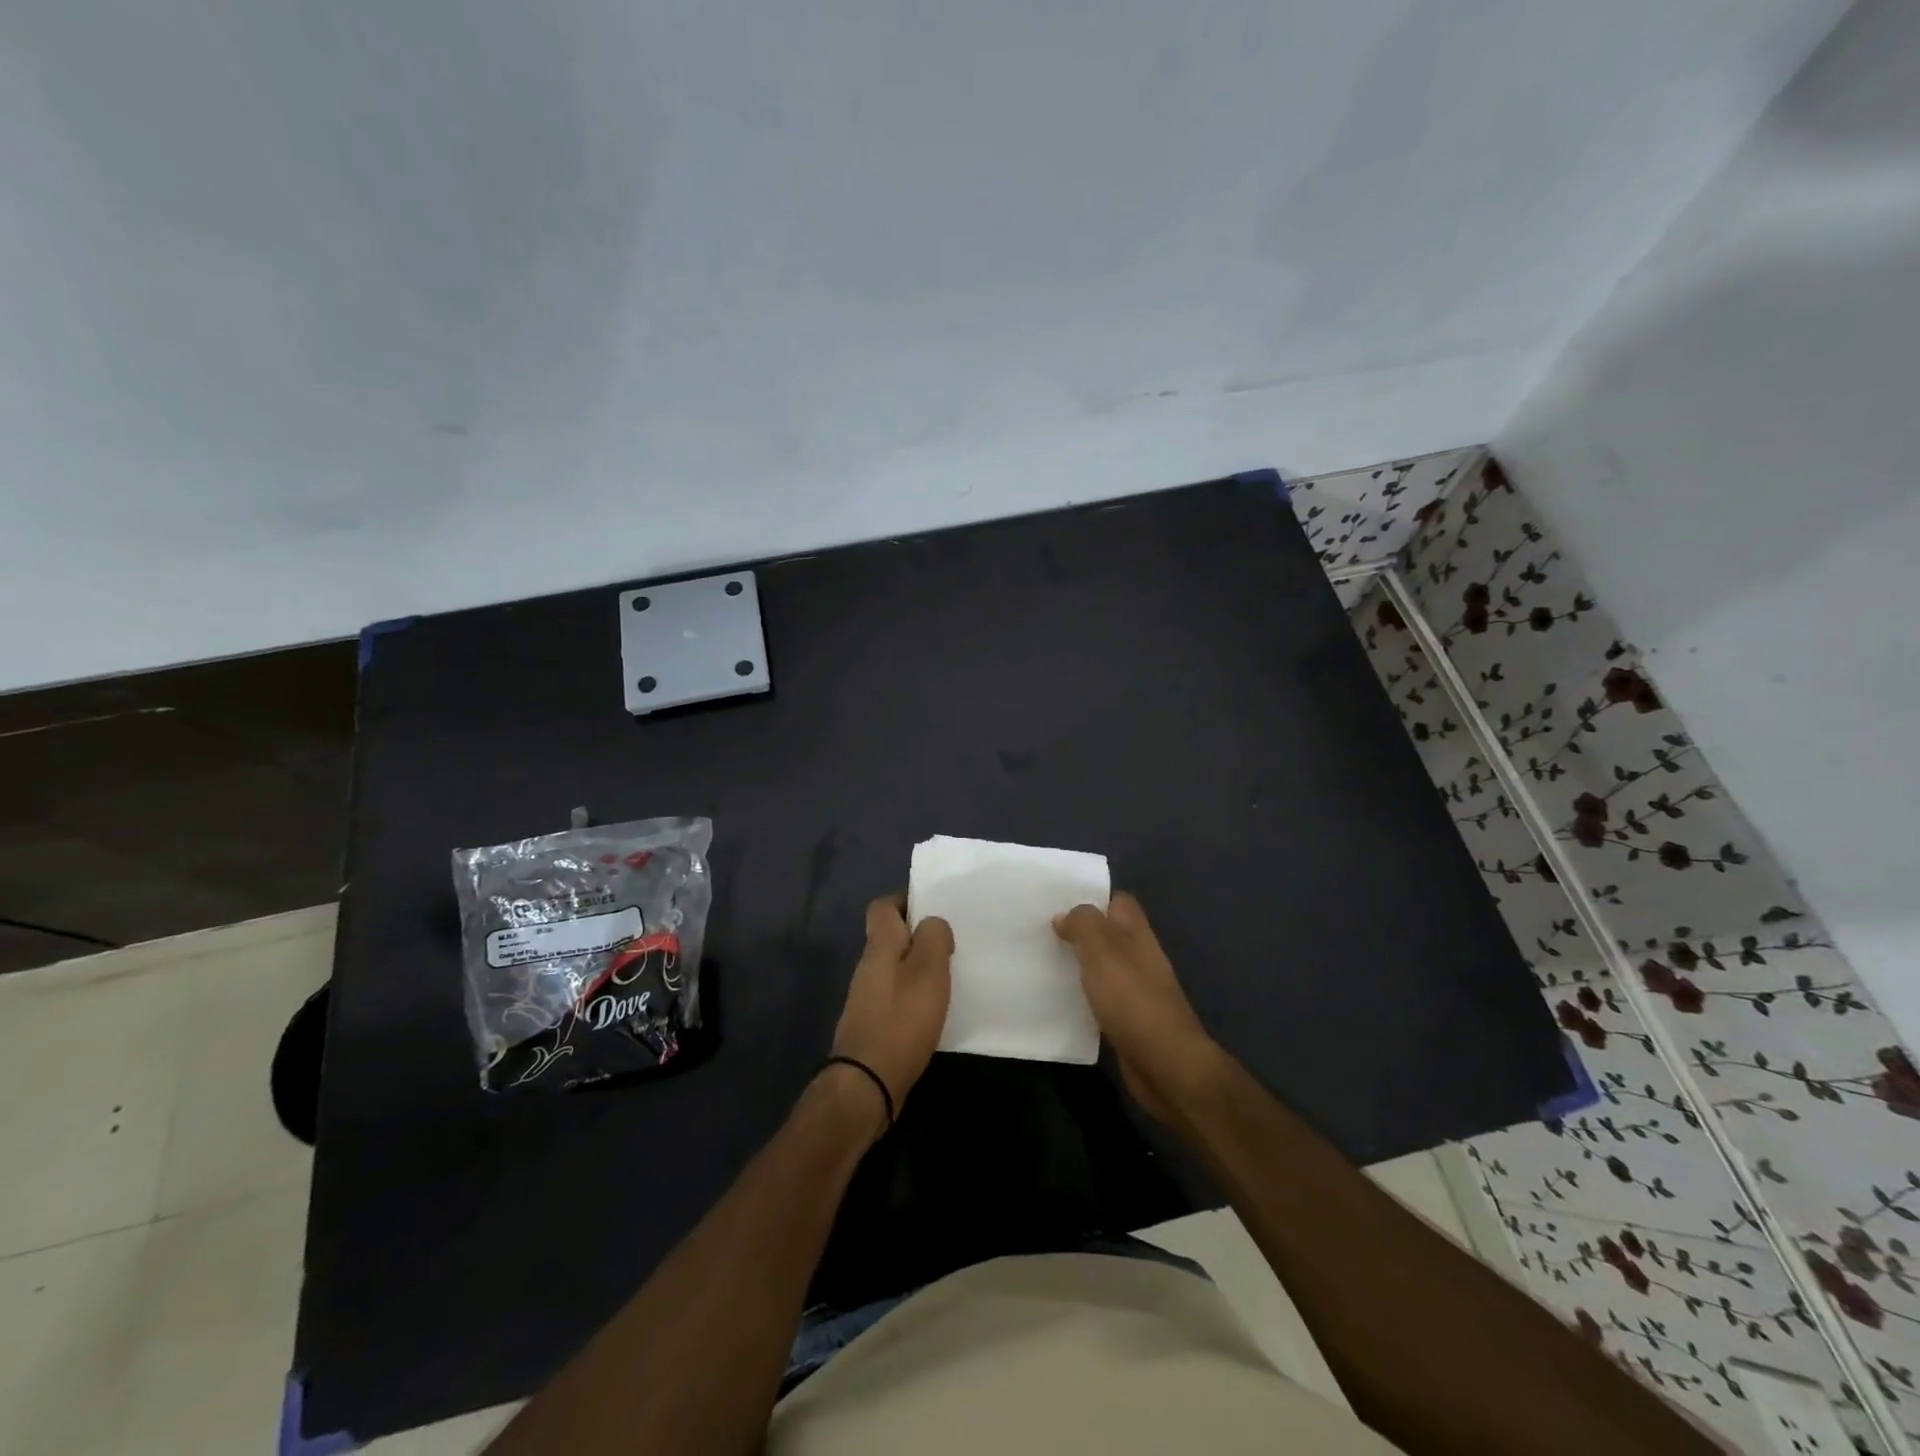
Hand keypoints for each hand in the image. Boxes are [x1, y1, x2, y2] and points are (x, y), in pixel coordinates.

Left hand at [830, 896, 953, 1122]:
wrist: (867, 1084)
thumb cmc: (901, 1021)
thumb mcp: (928, 972)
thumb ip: (934, 938)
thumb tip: (932, 923)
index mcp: (879, 947)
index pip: (882, 907)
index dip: (905, 901)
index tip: (933, 909)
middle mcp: (868, 967)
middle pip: (890, 938)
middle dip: (918, 936)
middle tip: (951, 944)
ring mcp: (867, 998)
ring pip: (894, 968)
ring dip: (918, 968)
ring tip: (949, 976)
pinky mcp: (873, 1025)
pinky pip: (896, 996)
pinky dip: (914, 995)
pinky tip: (934, 1010)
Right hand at [1053, 893, 1223, 1122]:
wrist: (1164, 1063)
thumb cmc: (1132, 998)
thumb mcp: (1102, 950)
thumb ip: (1084, 924)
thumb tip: (1065, 915)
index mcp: (1136, 933)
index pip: (1118, 902)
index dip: (1092, 898)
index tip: (1058, 902)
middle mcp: (1139, 956)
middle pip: (1108, 933)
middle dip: (1079, 931)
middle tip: (1041, 932)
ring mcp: (1135, 989)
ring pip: (1102, 966)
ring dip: (1078, 964)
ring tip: (1042, 961)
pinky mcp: (1127, 1019)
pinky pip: (1101, 997)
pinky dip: (1082, 996)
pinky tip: (1058, 999)